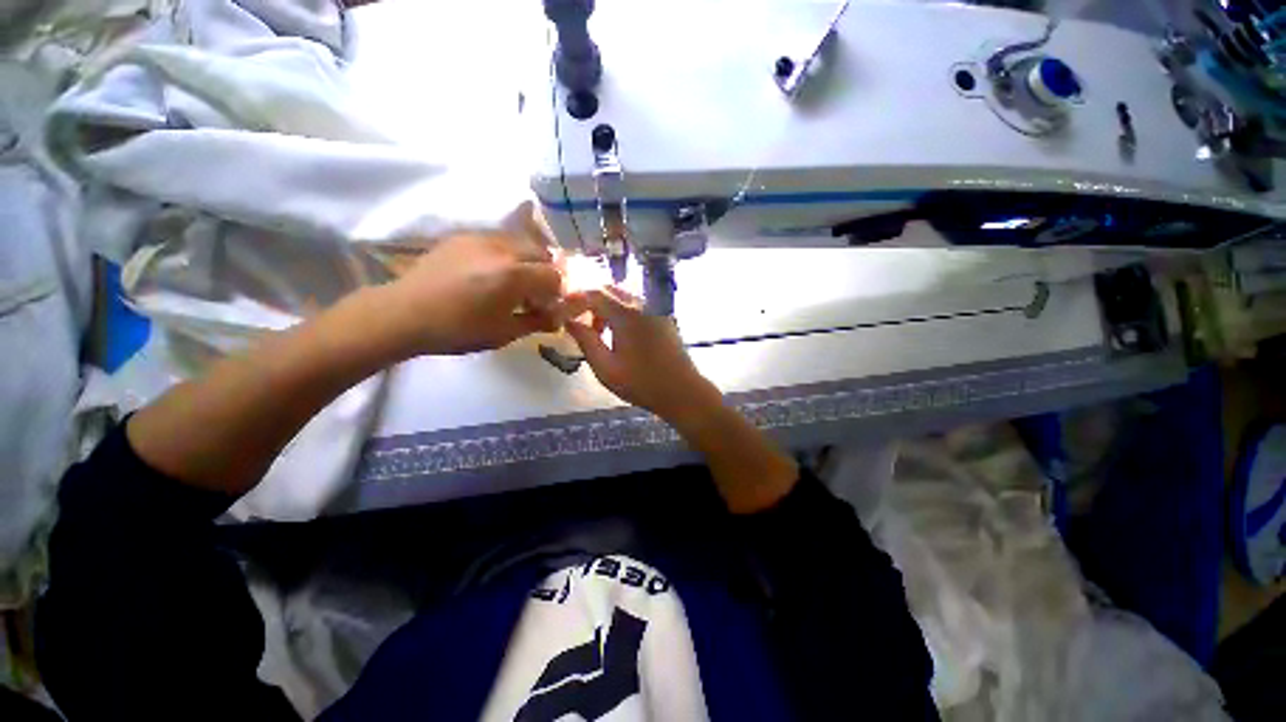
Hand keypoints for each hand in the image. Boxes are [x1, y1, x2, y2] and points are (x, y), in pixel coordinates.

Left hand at [381, 230, 571, 356]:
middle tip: (535, 294)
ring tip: (513, 282)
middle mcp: (502, 249)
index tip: (549, 305)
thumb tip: (559, 317)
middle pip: (541, 253)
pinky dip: (506, 255)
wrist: (404, 314)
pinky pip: (498, 240)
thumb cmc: (459, 329)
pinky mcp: (463, 237)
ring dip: (527, 261)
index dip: (557, 292)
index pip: (555, 275)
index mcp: (514, 275)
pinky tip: (490, 273)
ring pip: (520, 243)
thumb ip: (538, 321)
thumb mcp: (505, 332)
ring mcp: (481, 238)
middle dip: (545, 272)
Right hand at [563, 287, 722, 423]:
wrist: (682, 391)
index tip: (563, 315)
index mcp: (626, 314)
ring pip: (624, 298)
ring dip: (606, 309)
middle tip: (580, 325)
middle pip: (609, 291)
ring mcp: (656, 309)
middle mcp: (642, 304)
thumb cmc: (642, 383)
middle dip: (590, 303)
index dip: (575, 301)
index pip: (594, 293)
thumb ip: (586, 341)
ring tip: (599, 333)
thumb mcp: (606, 367)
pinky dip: (622, 313)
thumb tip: (569, 321)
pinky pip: (637, 306)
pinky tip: (621, 335)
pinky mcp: (663, 317)